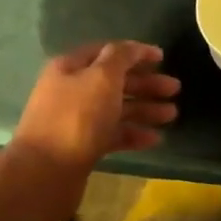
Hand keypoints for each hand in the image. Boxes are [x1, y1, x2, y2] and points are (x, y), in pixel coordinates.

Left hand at [10, 42, 179, 174]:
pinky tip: (154, 139)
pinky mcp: (81, 148)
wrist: (45, 172)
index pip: (106, 52)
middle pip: (114, 81)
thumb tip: (132, 47)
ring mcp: (75, 122)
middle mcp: (70, 91)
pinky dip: (133, 134)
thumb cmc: (77, 117)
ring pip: (115, 109)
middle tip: (175, 89)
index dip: (135, 52)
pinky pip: (112, 135)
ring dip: (144, 110)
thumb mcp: (102, 77)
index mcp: (70, 68)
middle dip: (145, 84)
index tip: (162, 57)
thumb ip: (121, 57)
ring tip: (172, 115)